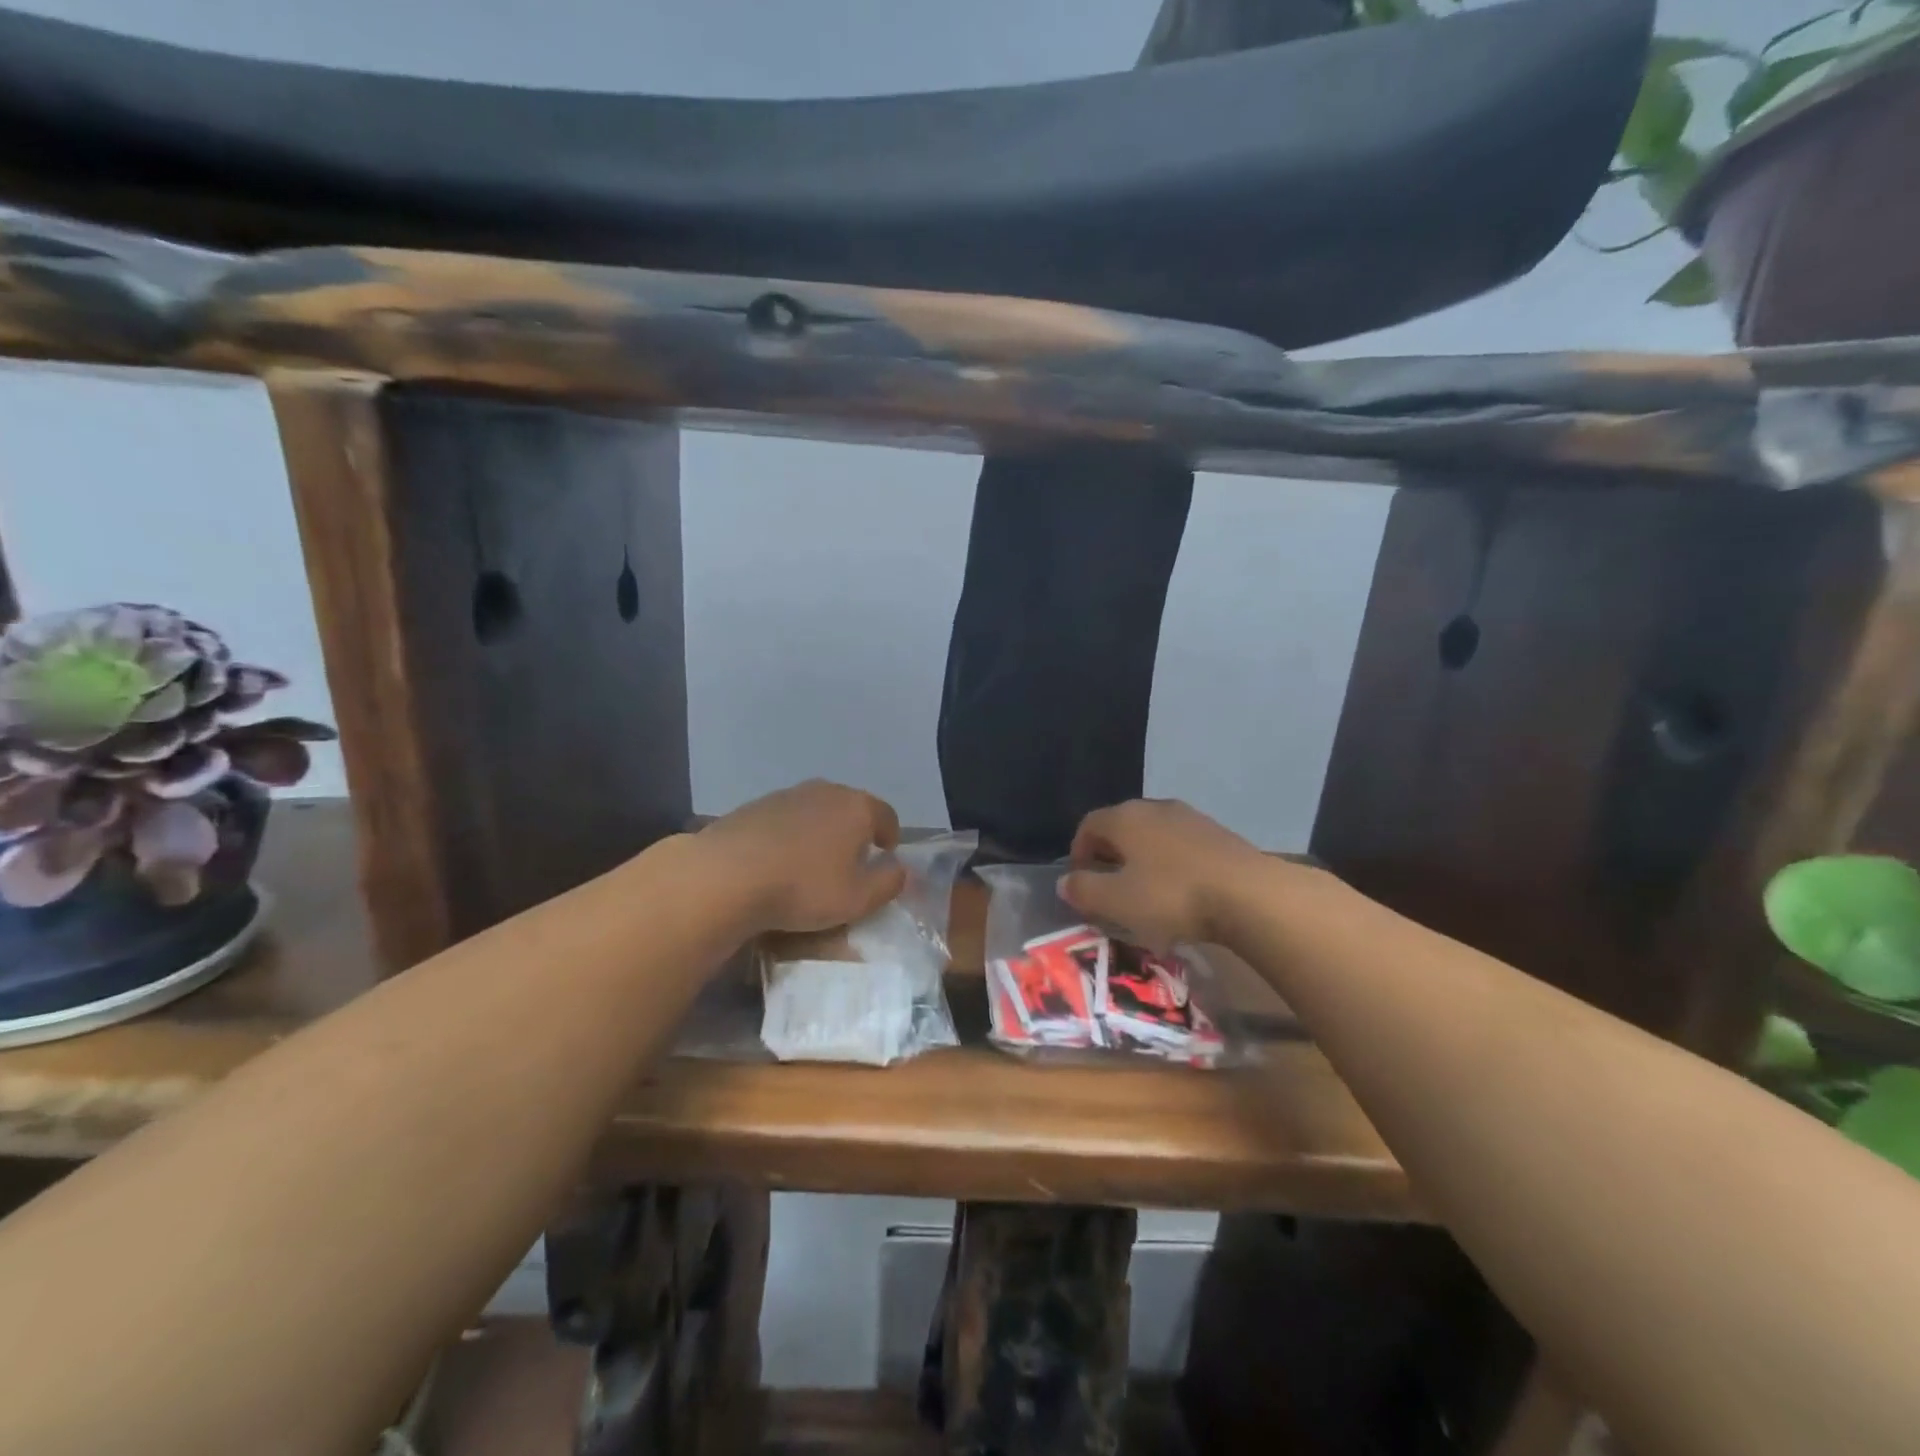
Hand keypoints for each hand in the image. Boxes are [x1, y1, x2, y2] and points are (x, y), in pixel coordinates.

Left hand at [699, 780, 905, 933]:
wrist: (727, 874)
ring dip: (820, 832)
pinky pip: (786, 819)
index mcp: (857, 807)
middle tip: (849, 862)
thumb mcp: (858, 899)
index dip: (890, 837)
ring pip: (816, 811)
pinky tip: (778, 861)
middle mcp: (826, 791)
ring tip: (811, 863)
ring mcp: (788, 794)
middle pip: (851, 808)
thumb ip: (888, 883)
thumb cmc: (803, 887)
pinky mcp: (755, 806)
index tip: (884, 857)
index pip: (887, 815)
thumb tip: (899, 869)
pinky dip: (790, 835)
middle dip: (855, 832)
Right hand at [1060, 799, 1264, 948]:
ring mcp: (1190, 818)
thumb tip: (1066, 882)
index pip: (1088, 825)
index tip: (1081, 882)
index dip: (1078, 852)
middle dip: (1110, 855)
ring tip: (1145, 893)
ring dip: (1142, 859)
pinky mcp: (1218, 834)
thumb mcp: (1117, 901)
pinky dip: (1171, 864)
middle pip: (1121, 827)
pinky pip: (1180, 845)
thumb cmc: (1172, 896)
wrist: (1250, 894)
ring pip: (1152, 835)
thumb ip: (1084, 889)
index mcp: (1125, 817)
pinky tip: (1180, 892)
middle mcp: (1155, 808)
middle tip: (1110, 888)